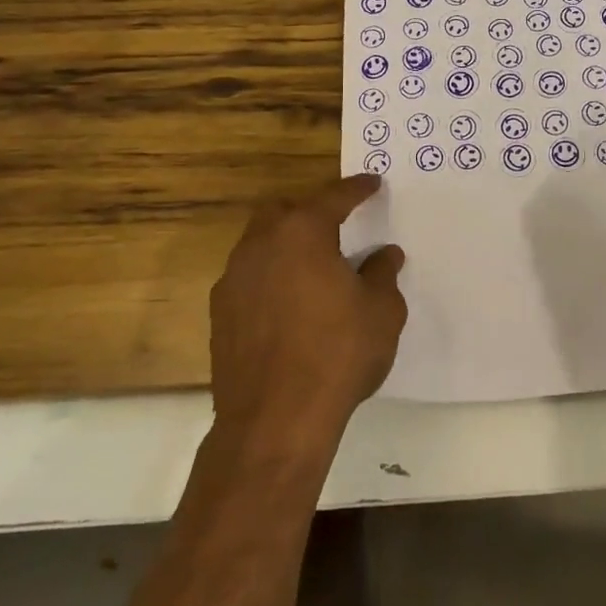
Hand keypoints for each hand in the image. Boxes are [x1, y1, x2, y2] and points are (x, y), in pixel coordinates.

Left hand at [208, 174, 406, 452]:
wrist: (274, 422)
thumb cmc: (337, 354)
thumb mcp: (381, 311)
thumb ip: (383, 273)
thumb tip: (385, 253)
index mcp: (302, 232)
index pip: (334, 197)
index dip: (357, 189)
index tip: (372, 183)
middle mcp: (261, 245)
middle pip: (284, 211)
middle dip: (311, 210)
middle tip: (337, 224)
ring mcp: (234, 280)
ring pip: (261, 243)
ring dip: (287, 244)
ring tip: (315, 266)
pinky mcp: (220, 315)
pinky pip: (249, 278)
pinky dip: (271, 277)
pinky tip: (291, 303)